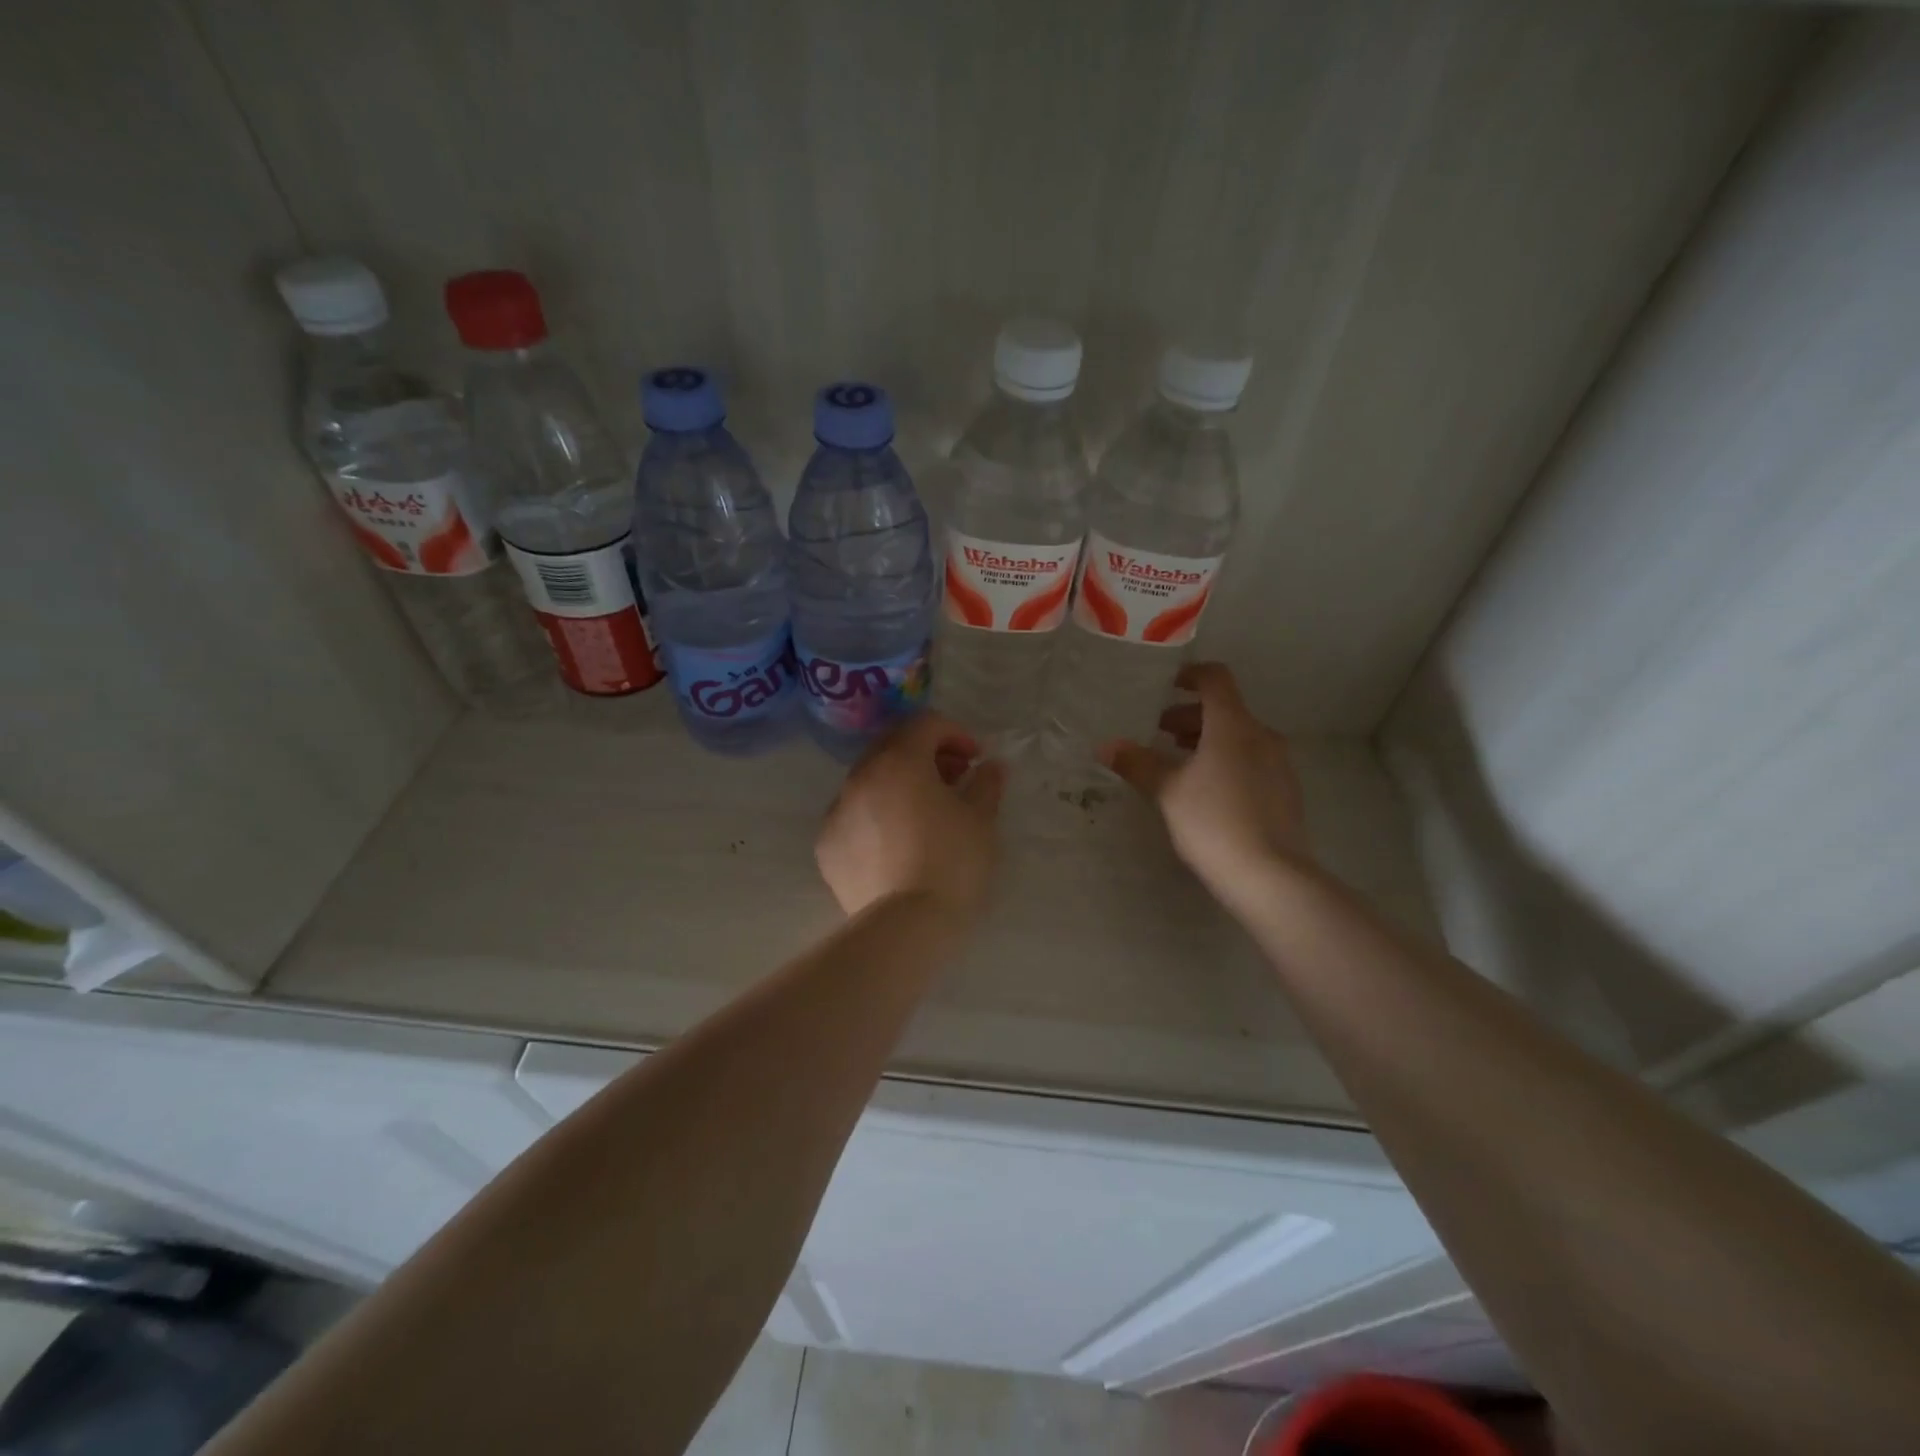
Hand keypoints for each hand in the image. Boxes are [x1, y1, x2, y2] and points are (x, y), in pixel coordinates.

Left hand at [816, 713, 1005, 920]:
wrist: (906, 927)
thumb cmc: (952, 863)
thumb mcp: (981, 820)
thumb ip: (986, 783)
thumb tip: (991, 766)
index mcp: (899, 761)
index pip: (926, 724)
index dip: (955, 734)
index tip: (975, 759)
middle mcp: (860, 776)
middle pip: (893, 747)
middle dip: (926, 755)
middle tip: (953, 780)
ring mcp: (837, 811)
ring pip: (870, 780)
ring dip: (899, 783)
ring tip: (925, 812)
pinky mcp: (827, 845)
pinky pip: (854, 814)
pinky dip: (876, 814)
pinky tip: (897, 842)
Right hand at [1099, 662, 1309, 900]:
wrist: (1270, 876)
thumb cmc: (1214, 822)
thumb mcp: (1168, 791)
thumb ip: (1138, 763)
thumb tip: (1106, 746)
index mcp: (1233, 726)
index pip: (1215, 679)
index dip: (1190, 675)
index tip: (1165, 686)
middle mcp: (1262, 736)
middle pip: (1225, 710)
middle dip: (1190, 716)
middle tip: (1159, 733)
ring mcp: (1279, 764)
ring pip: (1238, 737)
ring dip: (1207, 740)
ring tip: (1177, 764)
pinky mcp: (1285, 791)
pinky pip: (1251, 761)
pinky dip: (1225, 761)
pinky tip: (1205, 792)